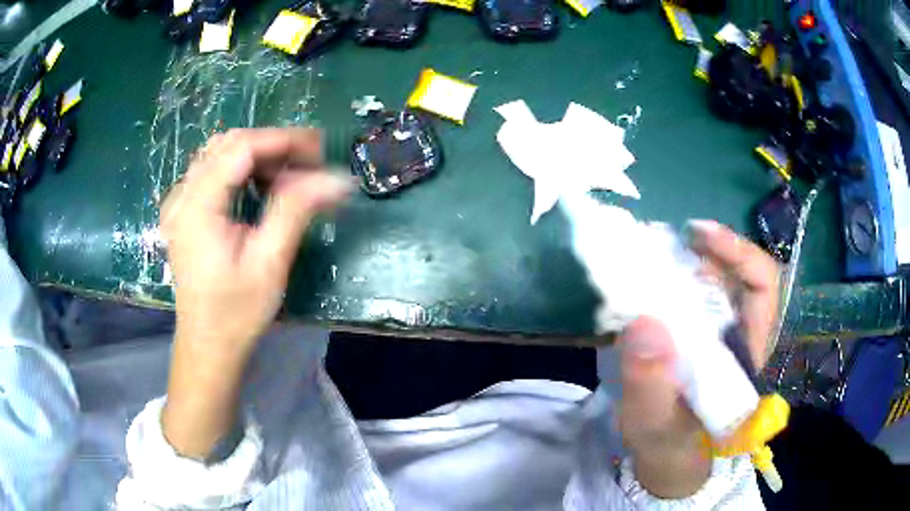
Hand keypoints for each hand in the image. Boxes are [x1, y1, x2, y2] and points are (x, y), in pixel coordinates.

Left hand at [160, 128, 350, 458]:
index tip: (320, 151)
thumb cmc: (236, 313)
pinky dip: (244, 169)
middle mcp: (182, 195)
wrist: (208, 344)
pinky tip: (263, 187)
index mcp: (197, 207)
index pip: (240, 147)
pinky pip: (215, 170)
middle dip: (273, 146)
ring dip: (259, 156)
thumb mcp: (269, 263)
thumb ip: (297, 210)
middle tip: (309, 166)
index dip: (282, 140)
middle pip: (229, 144)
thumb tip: (338, 178)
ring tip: (291, 177)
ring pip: (222, 153)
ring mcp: (180, 201)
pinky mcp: (185, 210)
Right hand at [618, 220, 779, 497]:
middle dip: (701, 253)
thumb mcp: (656, 427)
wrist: (665, 464)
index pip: (763, 285)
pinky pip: (684, 298)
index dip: (738, 252)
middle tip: (662, 247)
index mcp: (747, 353)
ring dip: (679, 265)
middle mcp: (737, 335)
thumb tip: (643, 323)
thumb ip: (651, 387)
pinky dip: (663, 284)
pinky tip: (639, 289)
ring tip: (645, 263)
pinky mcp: (693, 338)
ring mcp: (715, 335)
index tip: (699, 235)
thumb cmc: (670, 449)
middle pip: (732, 274)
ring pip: (708, 281)